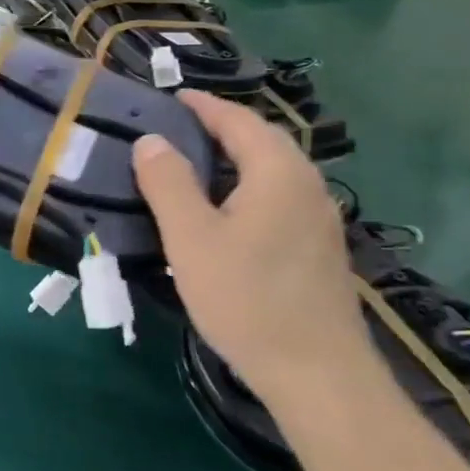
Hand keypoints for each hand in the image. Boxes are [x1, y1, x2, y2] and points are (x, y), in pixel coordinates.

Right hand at [132, 91, 372, 411]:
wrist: (316, 373)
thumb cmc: (246, 298)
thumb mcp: (190, 237)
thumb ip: (168, 183)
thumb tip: (152, 141)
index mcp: (279, 173)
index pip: (239, 121)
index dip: (204, 106)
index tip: (171, 97)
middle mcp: (307, 186)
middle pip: (262, 141)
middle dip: (221, 127)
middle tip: (175, 127)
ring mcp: (318, 219)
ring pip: (272, 171)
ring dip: (234, 157)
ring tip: (190, 164)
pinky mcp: (317, 248)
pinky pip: (277, 197)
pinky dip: (246, 185)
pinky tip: (222, 210)